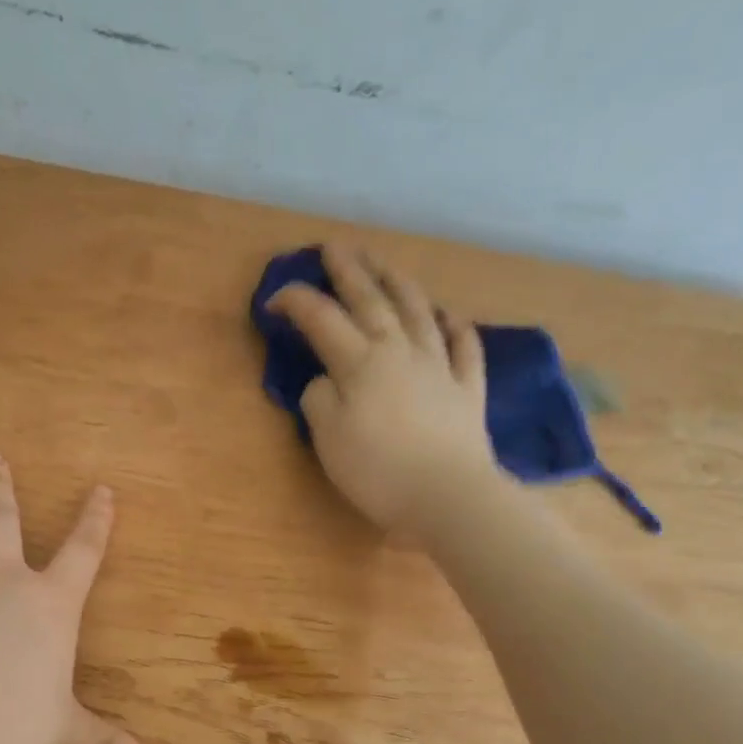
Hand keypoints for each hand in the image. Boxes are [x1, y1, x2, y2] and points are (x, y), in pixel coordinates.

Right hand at [269, 243, 495, 530]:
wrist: (448, 497)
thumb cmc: (379, 471)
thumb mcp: (328, 439)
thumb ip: (319, 400)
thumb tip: (325, 380)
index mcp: (361, 363)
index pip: (323, 319)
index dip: (297, 302)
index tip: (274, 298)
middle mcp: (400, 352)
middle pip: (372, 301)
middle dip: (350, 271)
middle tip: (335, 247)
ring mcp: (439, 367)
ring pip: (419, 312)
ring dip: (399, 283)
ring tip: (385, 265)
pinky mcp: (467, 389)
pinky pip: (464, 347)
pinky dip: (455, 326)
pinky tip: (449, 314)